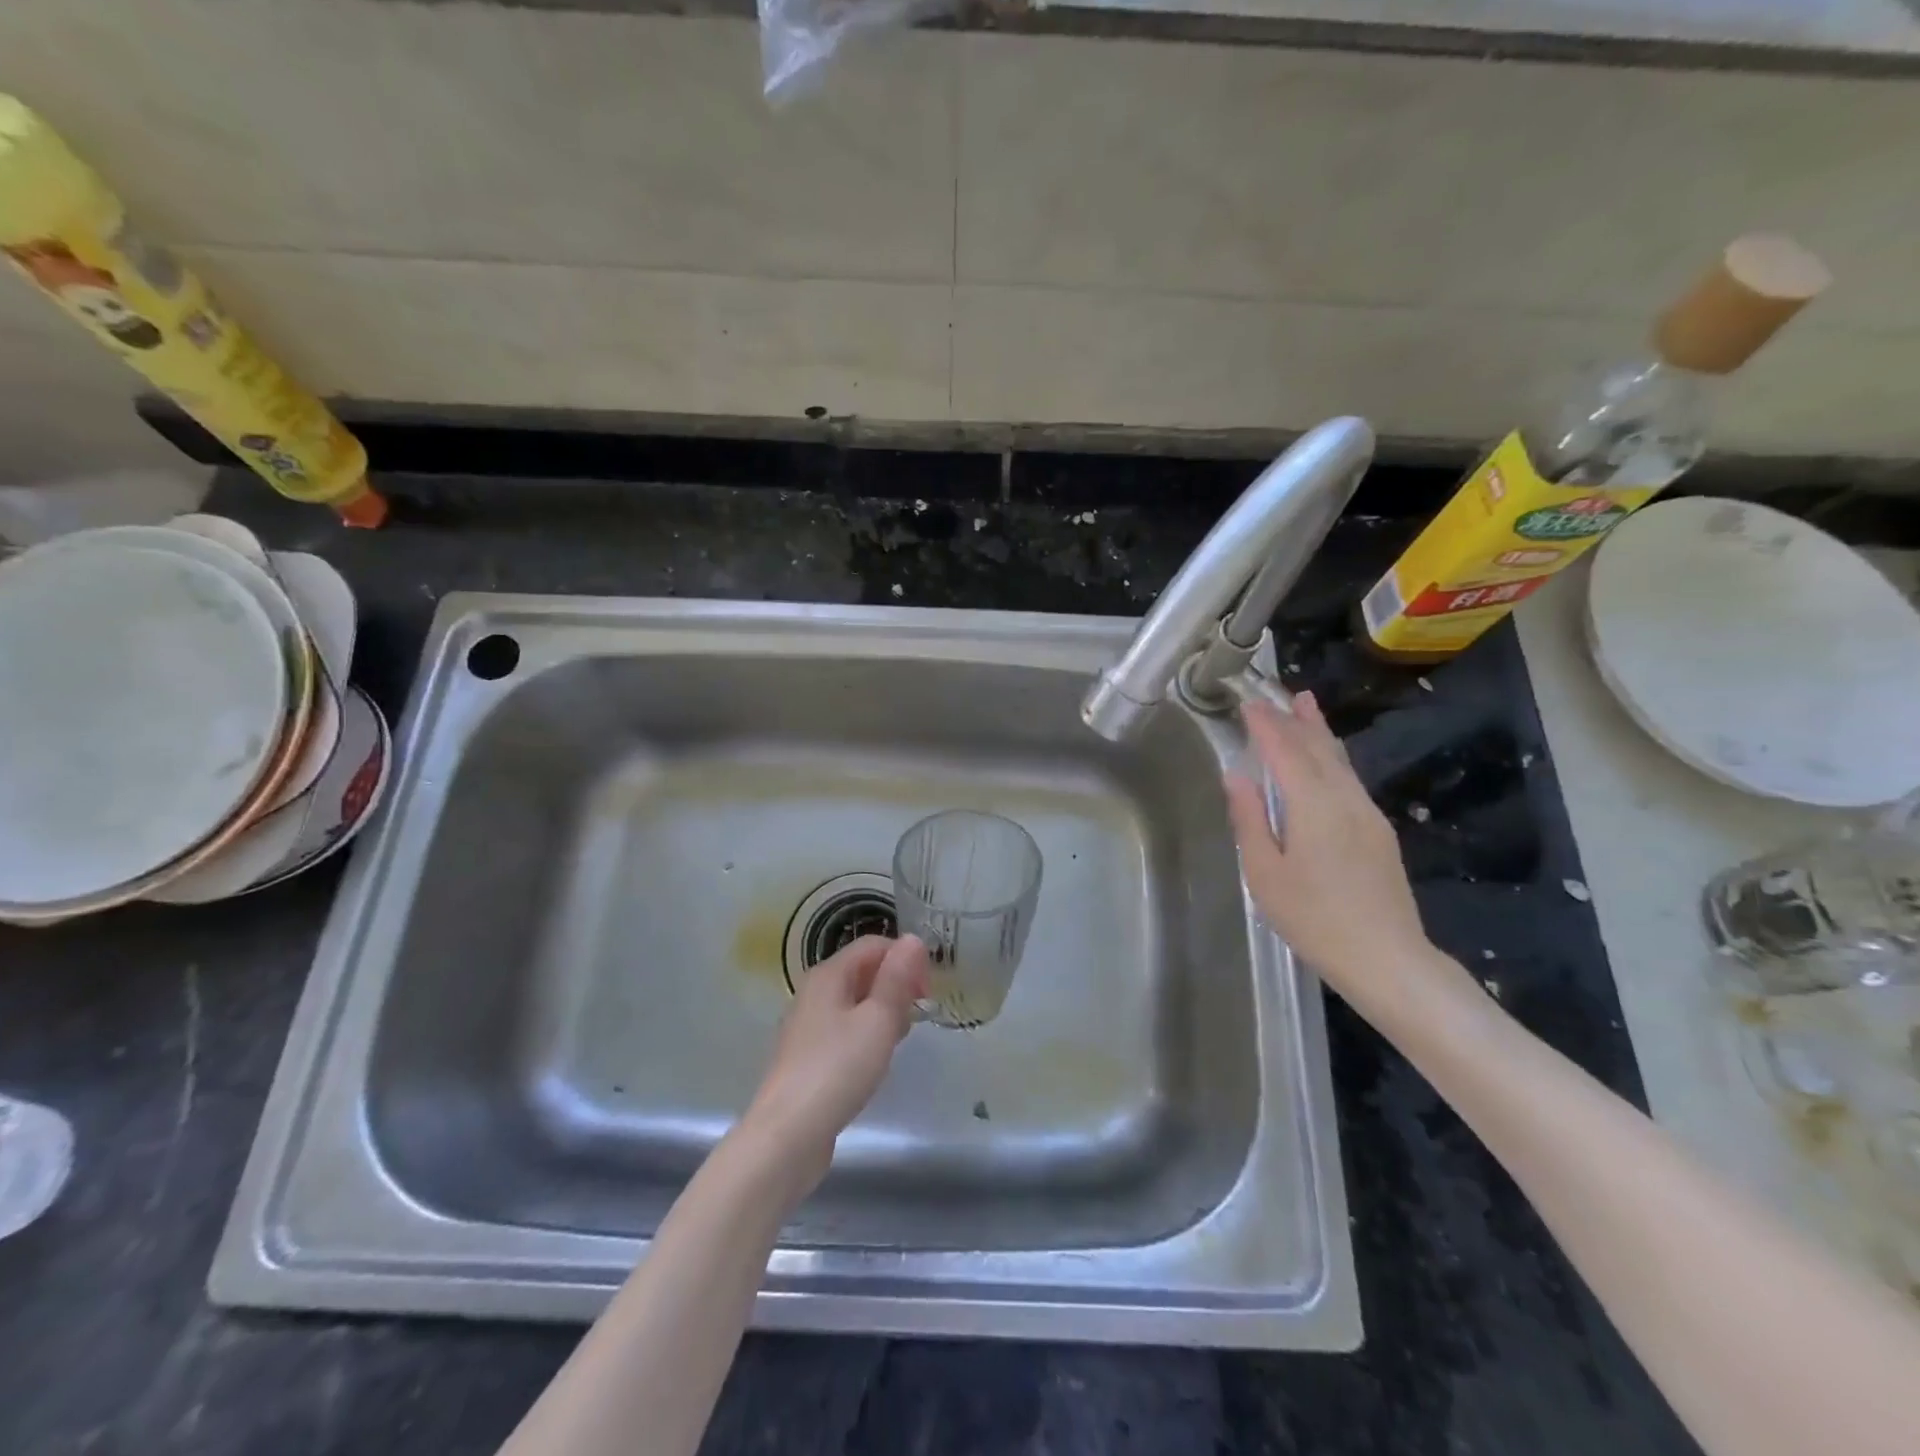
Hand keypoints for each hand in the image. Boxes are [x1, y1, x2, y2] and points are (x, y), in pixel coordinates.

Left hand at [737, 934, 928, 1196]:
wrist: (787, 1135)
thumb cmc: (838, 1069)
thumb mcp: (878, 1020)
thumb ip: (897, 979)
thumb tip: (913, 938)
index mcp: (829, 974)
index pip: (874, 945)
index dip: (906, 960)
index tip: (928, 993)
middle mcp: (815, 992)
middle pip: (864, 971)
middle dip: (896, 987)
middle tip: (916, 1018)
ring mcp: (808, 1025)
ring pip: (856, 1003)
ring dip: (883, 1013)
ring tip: (898, 1042)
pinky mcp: (808, 1057)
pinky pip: (845, 1030)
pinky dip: (866, 1036)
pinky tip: (874, 1063)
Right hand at [1223, 692, 1438, 1015]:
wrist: (1387, 959)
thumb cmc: (1314, 919)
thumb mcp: (1265, 873)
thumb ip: (1250, 819)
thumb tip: (1236, 776)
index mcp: (1313, 806)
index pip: (1286, 751)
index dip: (1266, 725)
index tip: (1249, 703)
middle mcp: (1345, 800)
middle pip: (1320, 748)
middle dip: (1298, 719)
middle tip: (1281, 694)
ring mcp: (1368, 815)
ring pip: (1340, 762)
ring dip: (1320, 733)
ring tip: (1307, 708)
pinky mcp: (1379, 833)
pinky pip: (1350, 779)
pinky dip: (1332, 758)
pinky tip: (1326, 762)